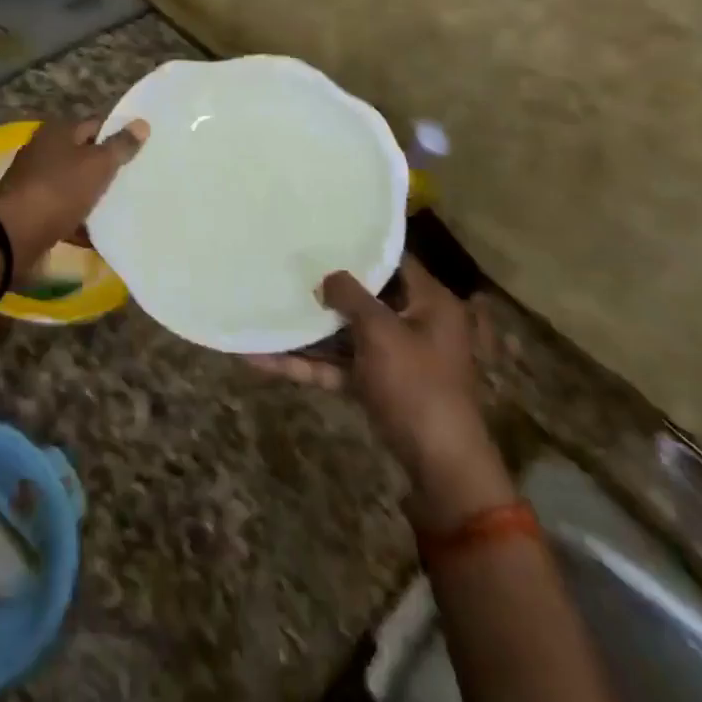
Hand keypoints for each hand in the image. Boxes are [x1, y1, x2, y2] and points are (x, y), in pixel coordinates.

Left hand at [0, 118, 149, 280]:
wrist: (14, 235)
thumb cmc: (59, 190)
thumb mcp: (96, 165)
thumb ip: (120, 145)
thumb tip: (141, 123)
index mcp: (57, 132)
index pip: (96, 125)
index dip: (119, 134)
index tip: (143, 149)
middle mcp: (43, 151)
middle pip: (84, 156)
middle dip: (108, 168)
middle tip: (139, 179)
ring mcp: (35, 182)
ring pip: (75, 185)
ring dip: (94, 197)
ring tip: (125, 207)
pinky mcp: (33, 211)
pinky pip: (64, 212)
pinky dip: (80, 222)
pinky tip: (101, 234)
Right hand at [249, 259, 513, 530]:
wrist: (441, 469)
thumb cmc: (417, 386)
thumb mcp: (382, 332)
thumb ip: (351, 296)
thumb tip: (327, 277)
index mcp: (429, 303)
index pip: (394, 260)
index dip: (360, 245)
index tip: (321, 232)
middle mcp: (413, 324)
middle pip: (365, 296)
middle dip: (325, 287)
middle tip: (285, 264)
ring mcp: (392, 358)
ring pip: (344, 334)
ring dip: (306, 329)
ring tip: (263, 308)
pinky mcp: (374, 386)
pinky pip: (336, 366)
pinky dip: (305, 364)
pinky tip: (260, 359)